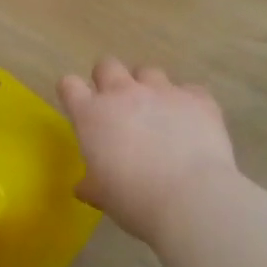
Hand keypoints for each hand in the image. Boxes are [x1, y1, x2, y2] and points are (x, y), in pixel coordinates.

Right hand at [57, 58, 237, 245]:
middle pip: (107, 65)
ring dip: (148, 89)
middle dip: (108, 79)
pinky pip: (189, 90)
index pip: (69, 85)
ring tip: (158, 115)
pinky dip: (187, 103)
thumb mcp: (103, 197)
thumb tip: (84, 185)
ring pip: (148, 72)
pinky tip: (192, 125)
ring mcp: (162, 90)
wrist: (191, 198)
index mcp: (92, 115)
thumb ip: (91, 184)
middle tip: (117, 105)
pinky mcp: (197, 97)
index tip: (78, 104)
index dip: (72, 92)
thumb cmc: (135, 201)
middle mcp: (124, 93)